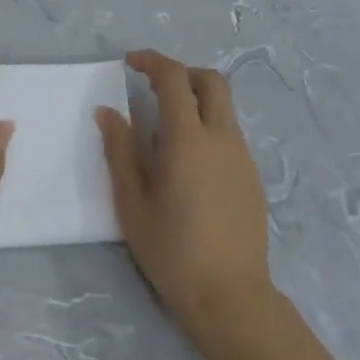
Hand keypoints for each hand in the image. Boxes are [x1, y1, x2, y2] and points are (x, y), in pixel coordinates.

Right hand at [96, 50, 276, 354]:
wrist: (231, 298)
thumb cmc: (172, 252)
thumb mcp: (132, 204)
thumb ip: (119, 151)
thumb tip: (107, 112)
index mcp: (189, 139)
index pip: (174, 78)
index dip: (152, 62)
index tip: (130, 63)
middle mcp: (221, 137)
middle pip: (211, 81)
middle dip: (182, 73)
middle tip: (154, 87)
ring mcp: (242, 156)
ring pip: (224, 108)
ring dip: (197, 101)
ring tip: (167, 130)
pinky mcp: (253, 176)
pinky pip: (229, 134)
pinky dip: (208, 127)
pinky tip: (189, 164)